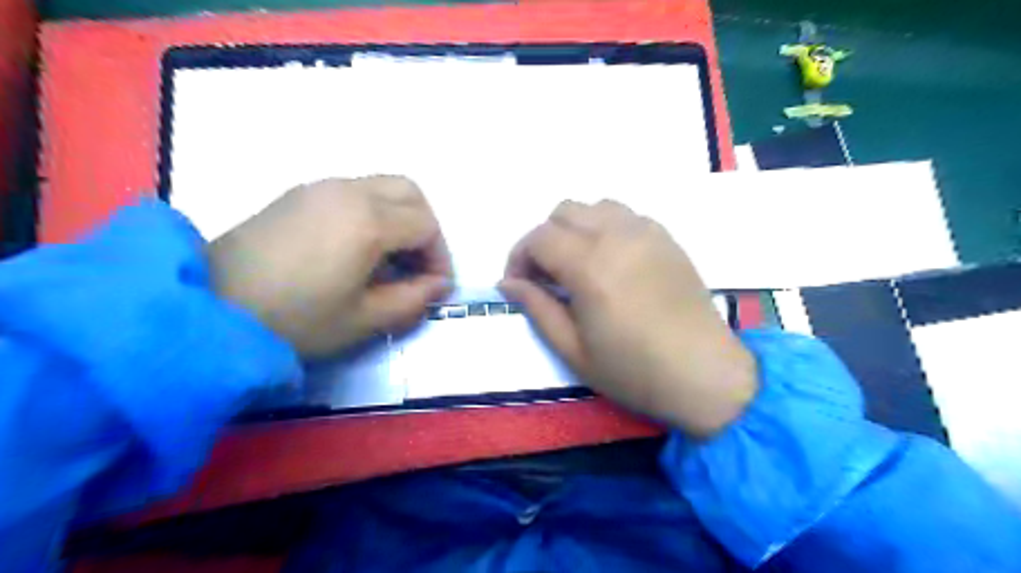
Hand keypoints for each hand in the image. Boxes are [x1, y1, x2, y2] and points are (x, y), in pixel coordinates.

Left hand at [209, 177, 451, 357]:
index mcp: (368, 221)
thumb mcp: (364, 319)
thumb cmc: (295, 319)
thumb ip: (412, 299)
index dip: (439, 257)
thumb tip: (438, 284)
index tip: (434, 286)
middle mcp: (349, 191)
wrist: (209, 307)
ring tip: (390, 258)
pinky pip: (354, 190)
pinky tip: (356, 247)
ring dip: (400, 217)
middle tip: (418, 264)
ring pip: (382, 186)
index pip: (426, 226)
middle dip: (426, 228)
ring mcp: (320, 187)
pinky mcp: (297, 193)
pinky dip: (373, 211)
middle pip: (410, 192)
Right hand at [501, 198, 755, 435]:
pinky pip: (625, 215)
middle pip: (563, 211)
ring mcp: (647, 232)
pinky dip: (605, 227)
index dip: (519, 257)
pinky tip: (610, 260)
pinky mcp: (667, 238)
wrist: (704, 374)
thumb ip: (537, 308)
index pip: (539, 237)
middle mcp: (617, 236)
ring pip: (595, 206)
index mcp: (590, 266)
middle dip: (544, 239)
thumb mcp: (573, 350)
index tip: (519, 285)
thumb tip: (507, 283)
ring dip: (575, 228)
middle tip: (546, 276)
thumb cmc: (633, 370)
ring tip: (577, 264)